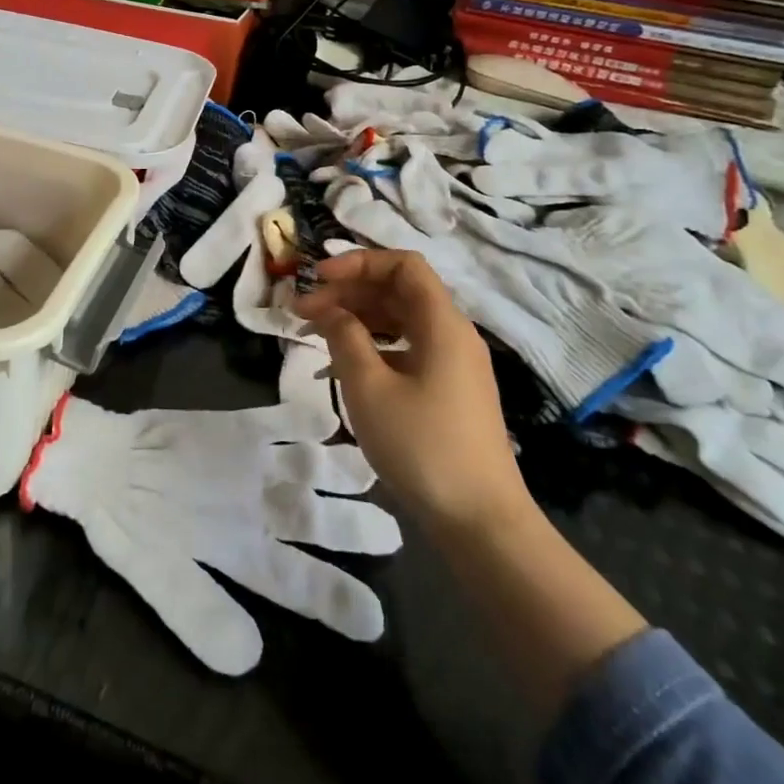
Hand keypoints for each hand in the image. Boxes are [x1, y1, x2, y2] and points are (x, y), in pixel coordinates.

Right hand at [292, 249, 532, 533]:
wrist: (480, 521)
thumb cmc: (422, 445)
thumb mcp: (369, 387)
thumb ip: (345, 336)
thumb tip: (328, 309)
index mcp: (442, 323)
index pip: (403, 265)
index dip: (358, 262)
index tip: (318, 280)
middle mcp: (453, 334)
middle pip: (399, 290)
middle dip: (349, 291)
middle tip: (303, 311)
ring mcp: (454, 363)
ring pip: (402, 319)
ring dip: (358, 317)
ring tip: (316, 333)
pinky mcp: (449, 389)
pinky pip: (408, 347)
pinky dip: (374, 344)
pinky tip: (345, 363)